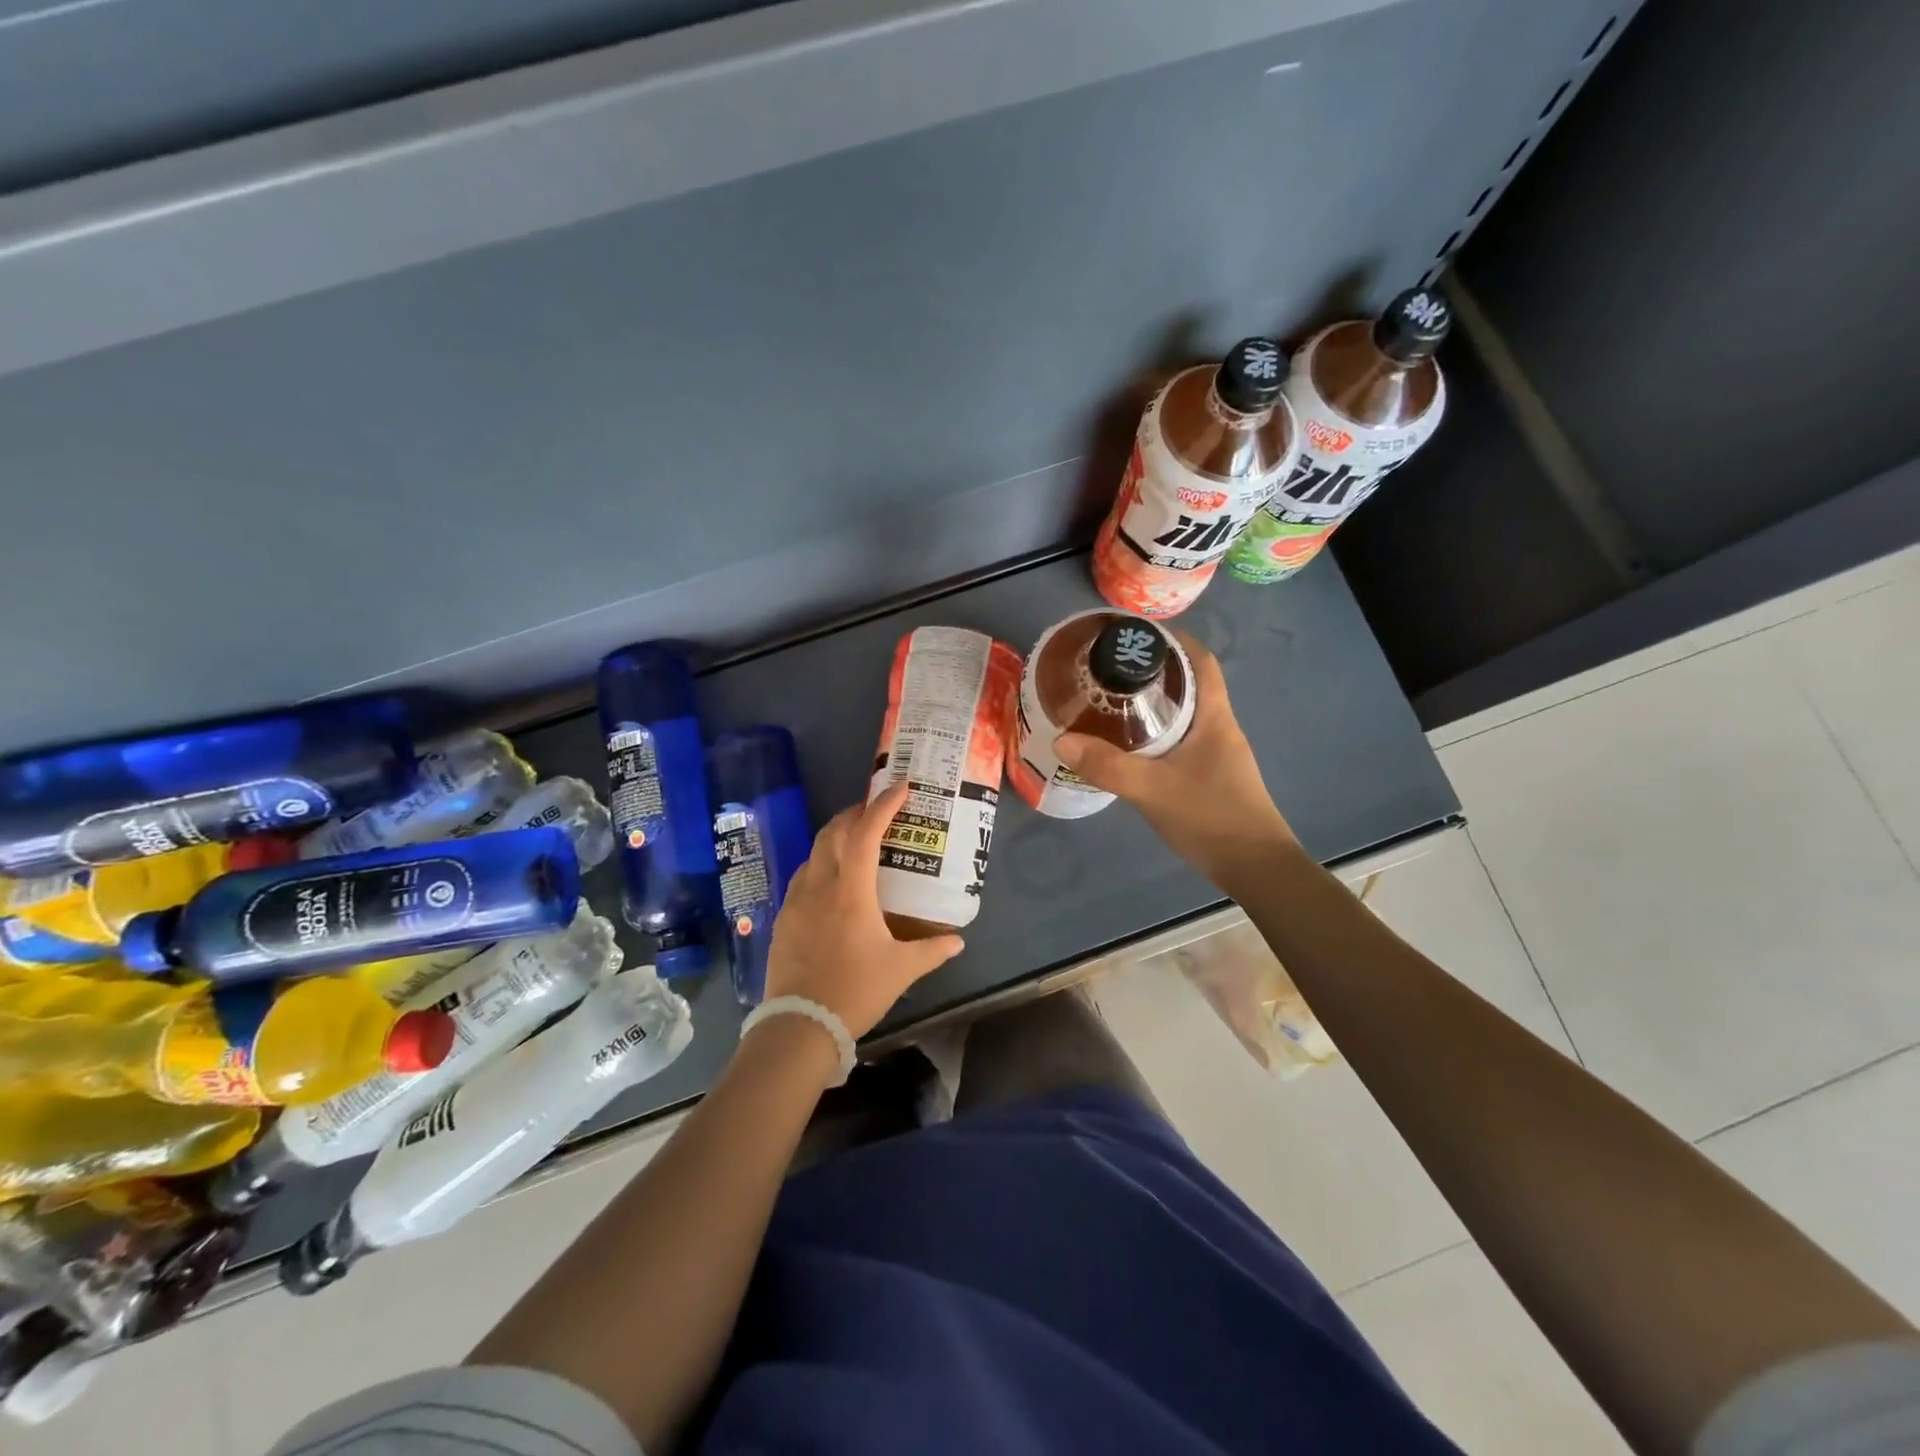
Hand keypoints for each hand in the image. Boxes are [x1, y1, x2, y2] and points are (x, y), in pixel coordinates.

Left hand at [762, 782, 964, 1039]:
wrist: (800, 1025)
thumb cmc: (855, 991)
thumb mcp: (901, 970)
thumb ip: (932, 950)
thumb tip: (957, 940)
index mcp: (851, 892)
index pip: (865, 834)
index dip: (883, 807)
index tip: (900, 788)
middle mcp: (820, 886)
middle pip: (833, 833)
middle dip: (855, 813)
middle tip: (876, 810)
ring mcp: (796, 901)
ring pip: (814, 852)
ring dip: (835, 837)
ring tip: (855, 841)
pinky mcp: (783, 918)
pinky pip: (802, 876)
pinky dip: (820, 864)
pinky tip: (831, 881)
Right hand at [1055, 632, 1296, 891]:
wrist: (1256, 869)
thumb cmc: (1212, 818)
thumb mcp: (1153, 790)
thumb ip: (1108, 766)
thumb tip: (1062, 740)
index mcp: (1215, 717)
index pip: (1201, 661)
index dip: (1174, 640)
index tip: (1136, 636)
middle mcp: (1219, 728)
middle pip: (1189, 684)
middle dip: (1152, 671)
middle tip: (1109, 670)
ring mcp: (1217, 754)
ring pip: (1183, 715)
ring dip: (1152, 704)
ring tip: (1110, 703)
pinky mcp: (1210, 776)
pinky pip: (1179, 740)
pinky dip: (1154, 734)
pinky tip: (1128, 748)